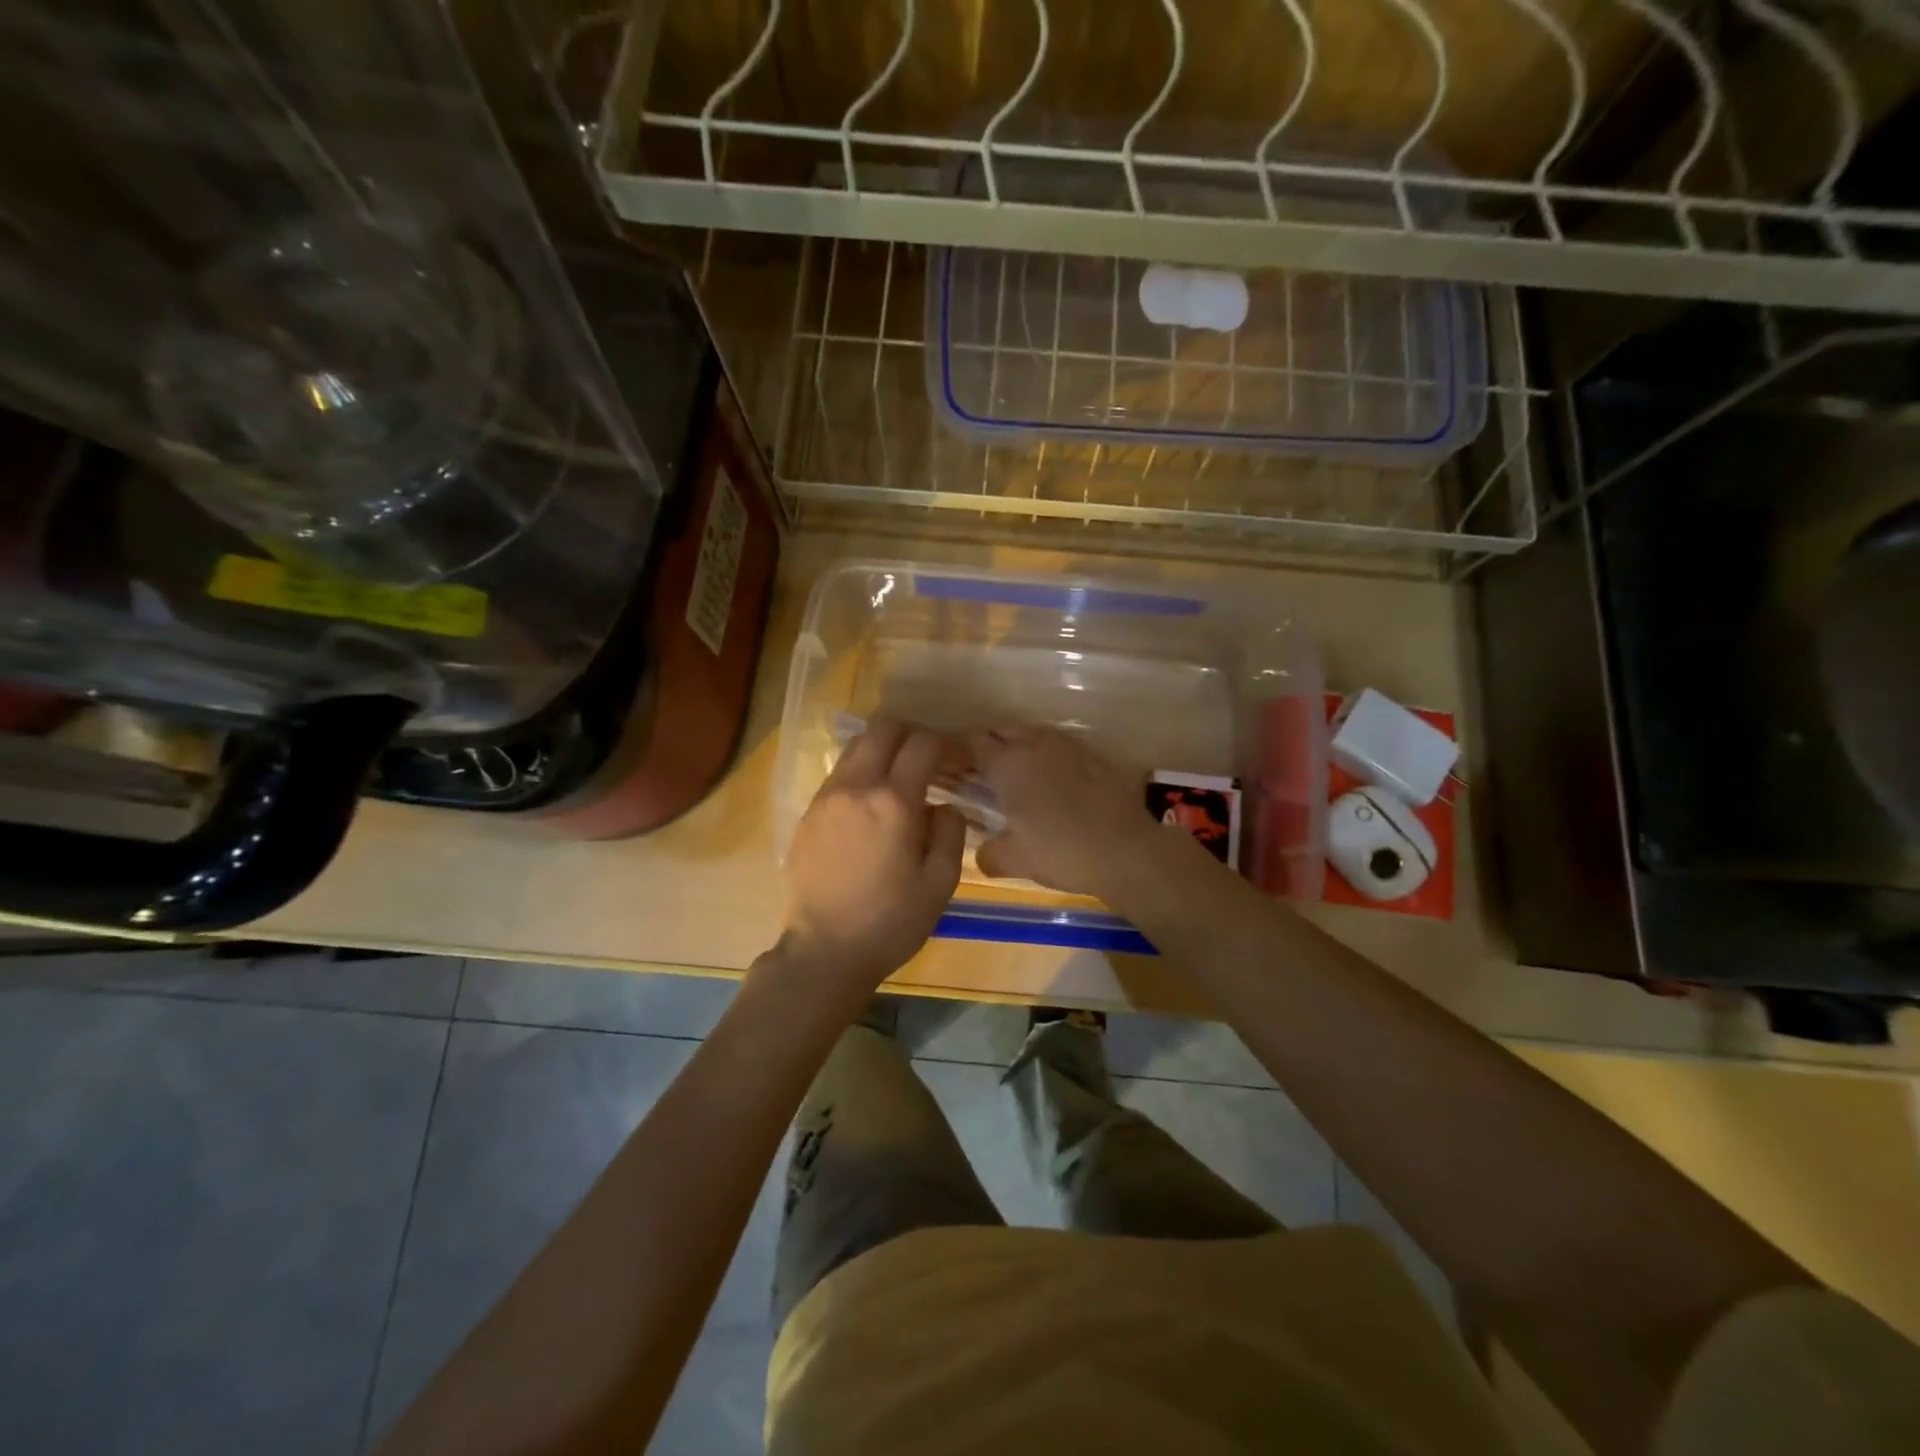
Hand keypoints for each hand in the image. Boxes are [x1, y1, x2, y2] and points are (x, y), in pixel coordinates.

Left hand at [780, 719, 965, 995]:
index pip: (923, 744)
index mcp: (893, 802)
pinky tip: (870, 806)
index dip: (946, 744)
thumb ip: (950, 833)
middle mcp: (856, 787)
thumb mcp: (940, 884)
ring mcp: (826, 797)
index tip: (957, 761)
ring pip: (857, 747)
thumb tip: (944, 806)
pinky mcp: (808, 813)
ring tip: (899, 780)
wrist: (824, 951)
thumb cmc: (890, 922)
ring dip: (883, 751)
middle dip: (911, 734)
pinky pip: (839, 774)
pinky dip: (861, 773)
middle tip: (928, 760)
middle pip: (883, 729)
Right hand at [966, 726, 1164, 900]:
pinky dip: (1047, 753)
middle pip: (1002, 729)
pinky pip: (1059, 744)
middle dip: (989, 742)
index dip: (960, 749)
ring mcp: (1067, 745)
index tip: (954, 764)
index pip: (973, 741)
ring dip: (1019, 744)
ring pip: (1032, 732)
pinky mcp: (1093, 754)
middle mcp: (1034, 744)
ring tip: (1017, 770)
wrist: (1127, 850)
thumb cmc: (1062, 852)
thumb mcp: (1015, 861)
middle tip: (982, 769)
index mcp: (1008, 765)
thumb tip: (982, 853)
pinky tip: (1052, 776)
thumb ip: (990, 854)